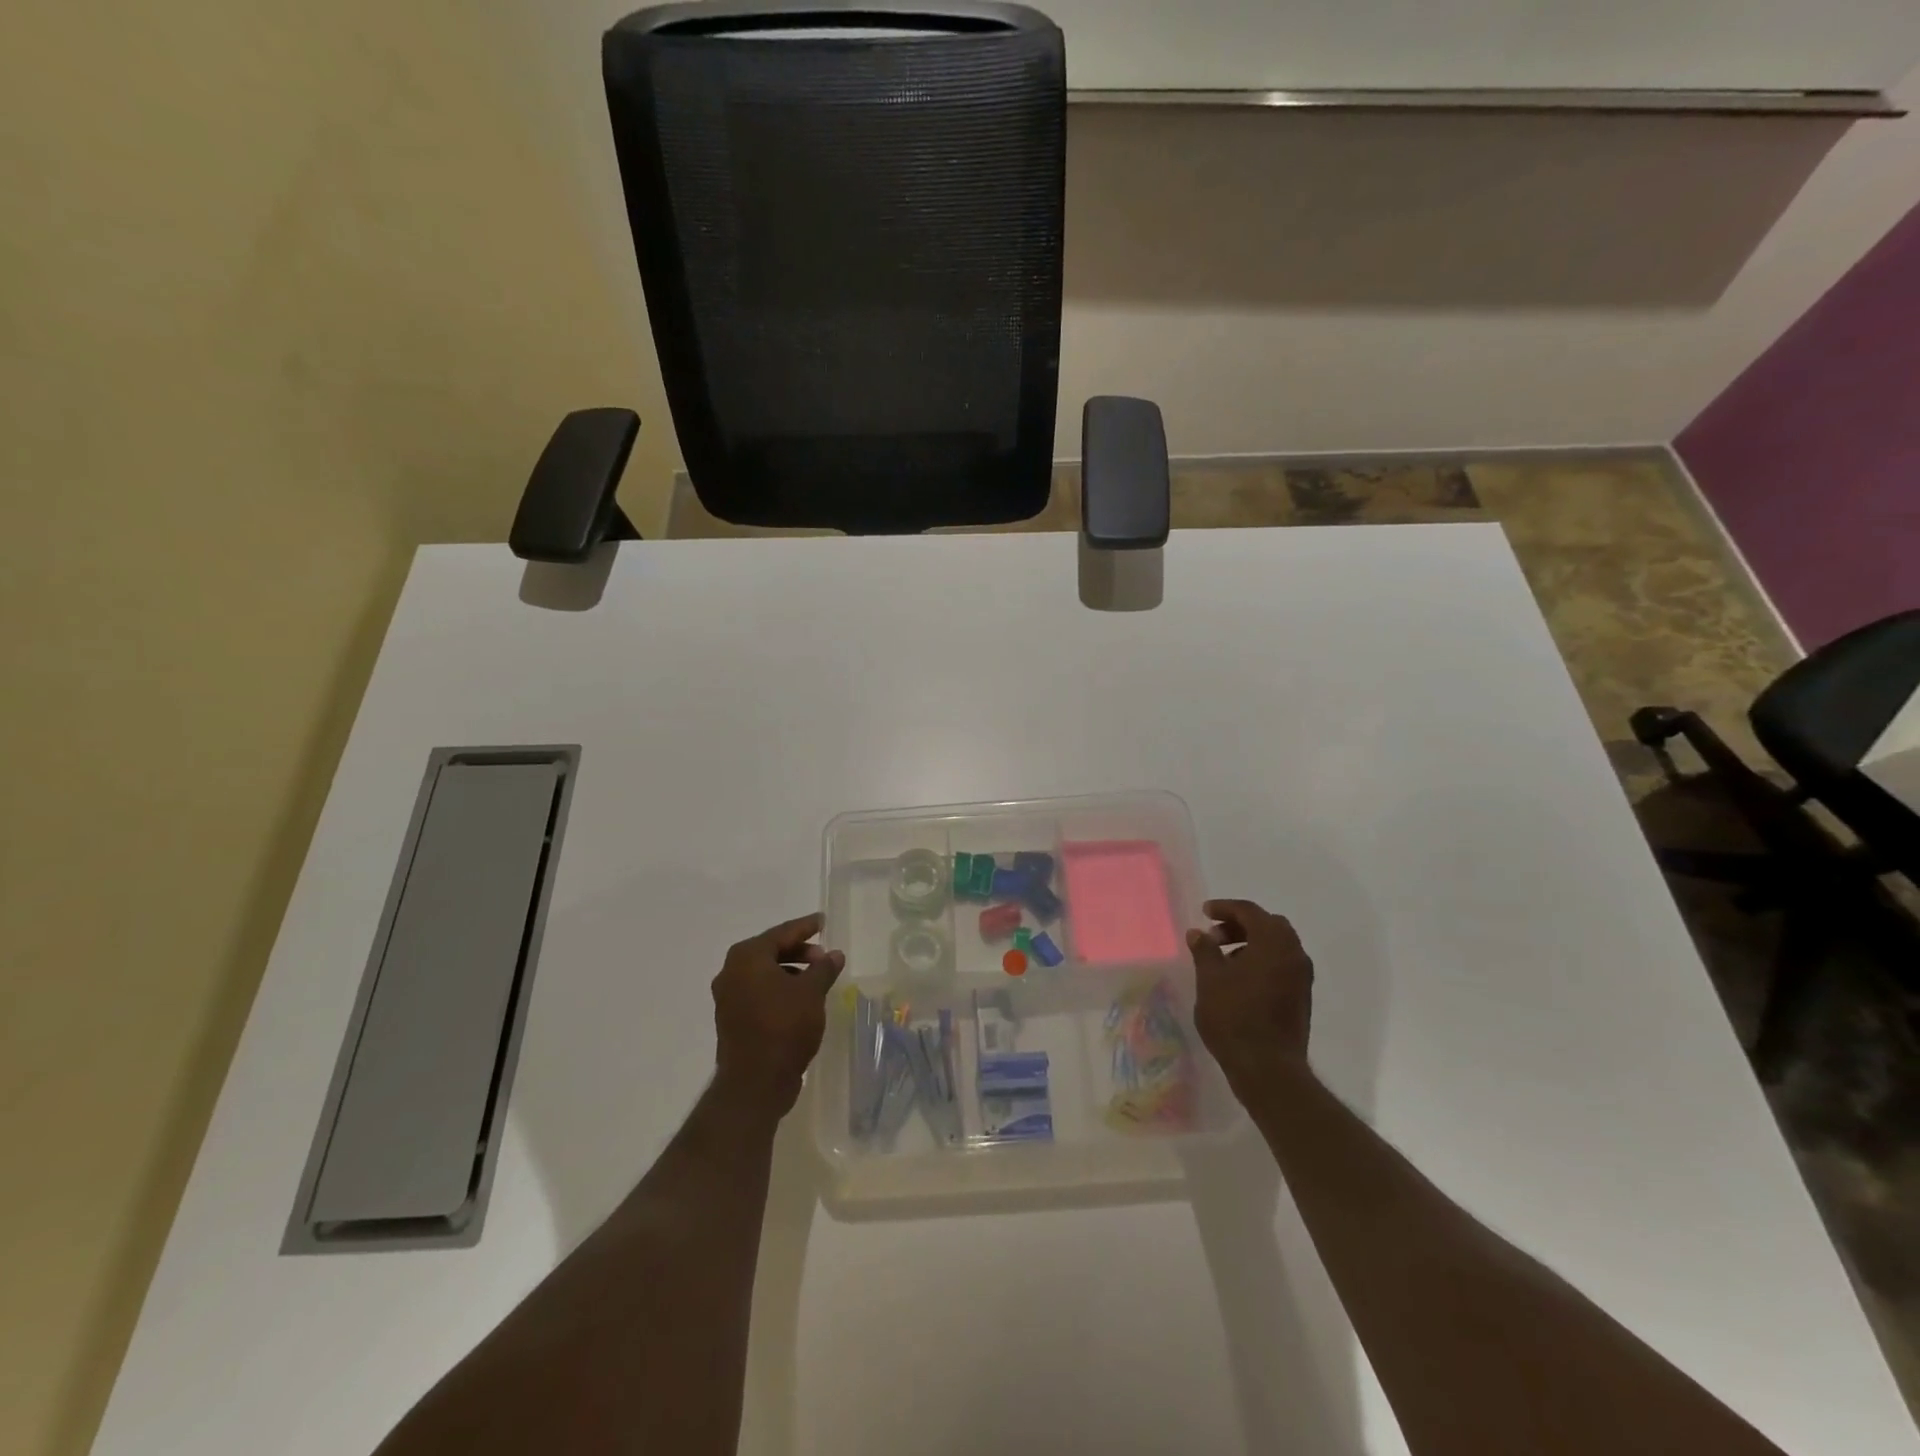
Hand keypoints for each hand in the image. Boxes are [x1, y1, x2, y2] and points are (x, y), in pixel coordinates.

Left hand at [711, 913, 844, 1115]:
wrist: (755, 1083)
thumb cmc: (784, 1027)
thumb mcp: (811, 992)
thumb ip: (823, 968)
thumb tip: (834, 954)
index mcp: (747, 957)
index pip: (781, 933)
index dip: (805, 927)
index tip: (822, 921)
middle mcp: (731, 972)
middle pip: (770, 951)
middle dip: (798, 951)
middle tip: (822, 956)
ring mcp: (728, 998)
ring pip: (763, 973)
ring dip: (789, 971)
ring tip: (815, 979)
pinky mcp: (731, 1020)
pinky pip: (758, 992)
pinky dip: (778, 989)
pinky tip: (799, 999)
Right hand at [1188, 898, 1314, 1100]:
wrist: (1268, 1068)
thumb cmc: (1234, 1017)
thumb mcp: (1210, 979)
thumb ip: (1204, 950)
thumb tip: (1198, 933)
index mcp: (1274, 943)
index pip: (1250, 911)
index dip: (1225, 908)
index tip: (1204, 912)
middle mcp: (1294, 954)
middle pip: (1268, 925)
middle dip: (1240, 924)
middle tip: (1214, 935)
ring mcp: (1301, 977)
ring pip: (1277, 945)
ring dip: (1251, 943)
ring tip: (1223, 958)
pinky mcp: (1301, 997)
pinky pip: (1282, 964)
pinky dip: (1262, 960)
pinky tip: (1239, 978)